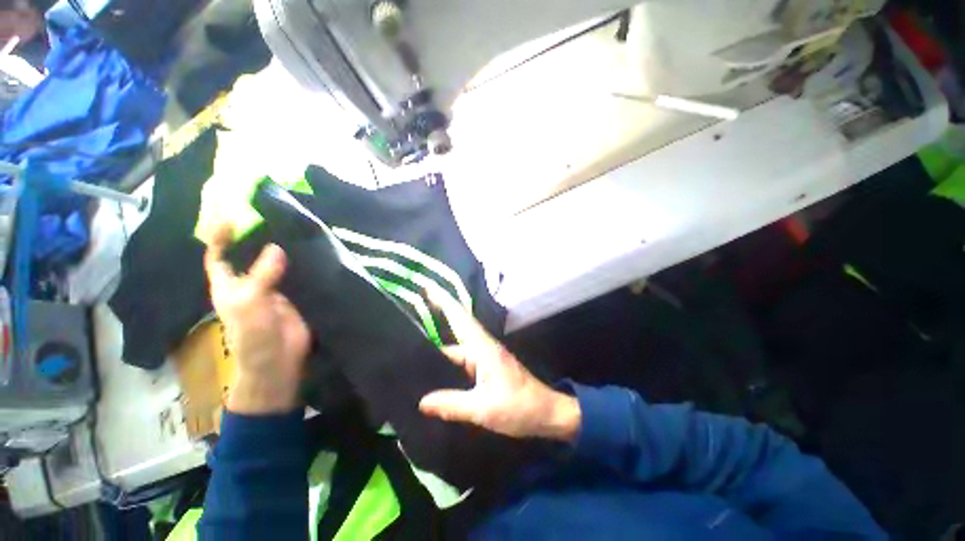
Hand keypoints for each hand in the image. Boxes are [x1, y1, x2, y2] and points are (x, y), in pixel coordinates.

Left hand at [205, 225, 310, 414]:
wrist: (278, 360)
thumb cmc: (253, 334)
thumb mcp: (250, 302)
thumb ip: (262, 274)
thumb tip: (277, 246)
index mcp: (229, 284)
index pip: (219, 255)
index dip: (221, 236)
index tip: (232, 215)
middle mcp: (251, 283)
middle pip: (251, 255)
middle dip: (258, 237)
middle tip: (273, 216)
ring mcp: (275, 289)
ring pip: (278, 264)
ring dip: (285, 249)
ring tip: (297, 229)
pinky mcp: (296, 295)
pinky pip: (299, 276)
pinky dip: (304, 264)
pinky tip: (314, 252)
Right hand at [419, 287, 580, 441]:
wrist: (546, 412)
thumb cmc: (519, 406)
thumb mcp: (484, 408)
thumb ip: (452, 404)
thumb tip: (422, 402)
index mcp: (482, 347)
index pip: (459, 317)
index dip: (443, 301)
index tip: (427, 287)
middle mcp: (481, 347)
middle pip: (454, 331)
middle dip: (432, 324)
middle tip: (405, 325)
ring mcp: (483, 358)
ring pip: (456, 349)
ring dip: (437, 349)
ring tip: (410, 352)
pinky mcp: (485, 369)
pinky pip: (460, 362)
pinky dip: (446, 365)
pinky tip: (432, 375)